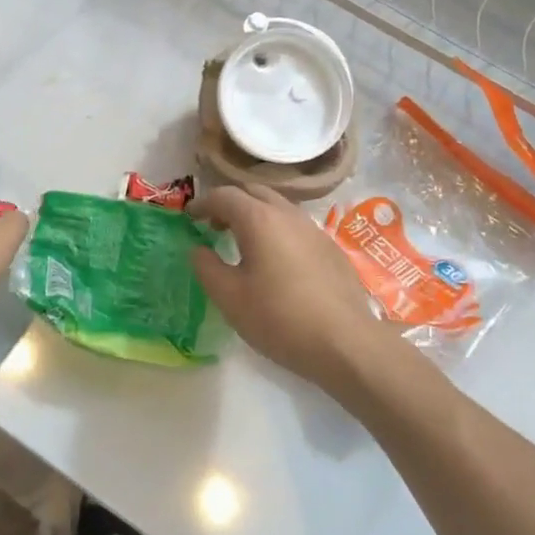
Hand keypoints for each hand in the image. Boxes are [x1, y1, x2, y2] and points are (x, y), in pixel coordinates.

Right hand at [189, 184, 392, 397]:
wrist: (346, 343)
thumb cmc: (279, 318)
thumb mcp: (230, 297)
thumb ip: (207, 267)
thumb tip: (197, 249)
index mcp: (259, 219)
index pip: (224, 195)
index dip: (202, 203)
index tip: (189, 217)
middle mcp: (288, 214)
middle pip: (253, 192)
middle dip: (230, 202)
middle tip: (214, 225)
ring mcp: (314, 229)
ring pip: (278, 207)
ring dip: (255, 215)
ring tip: (243, 242)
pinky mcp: (330, 248)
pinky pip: (296, 226)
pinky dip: (277, 230)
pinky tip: (275, 260)